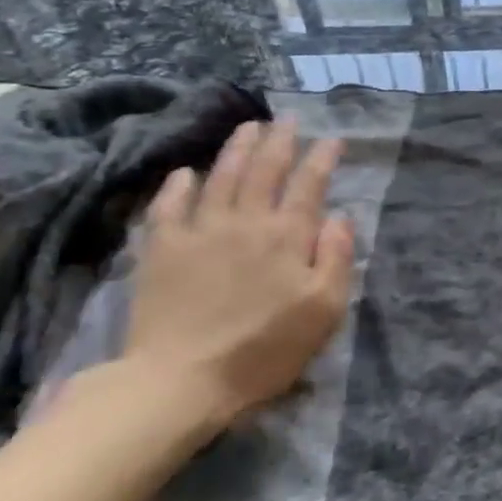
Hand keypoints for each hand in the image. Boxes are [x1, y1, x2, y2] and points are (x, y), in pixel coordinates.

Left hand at [120, 119, 353, 431]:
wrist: (181, 381)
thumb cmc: (265, 349)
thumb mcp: (324, 310)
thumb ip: (337, 258)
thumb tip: (340, 217)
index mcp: (287, 236)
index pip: (309, 185)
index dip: (322, 158)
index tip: (333, 139)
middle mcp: (245, 222)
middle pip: (264, 170)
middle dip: (281, 141)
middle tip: (289, 120)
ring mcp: (199, 232)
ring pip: (220, 177)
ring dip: (237, 149)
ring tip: (249, 128)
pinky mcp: (161, 251)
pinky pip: (169, 206)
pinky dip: (178, 185)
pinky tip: (185, 173)